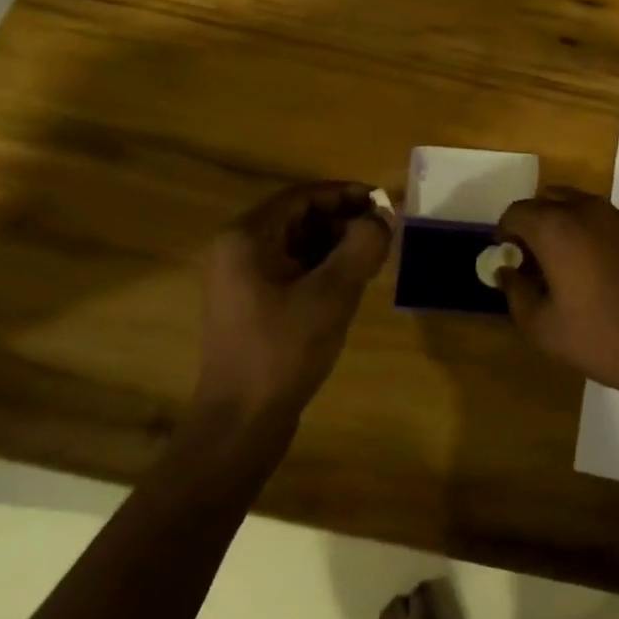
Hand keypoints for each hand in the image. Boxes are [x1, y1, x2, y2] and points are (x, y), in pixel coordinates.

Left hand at [196, 181, 393, 423]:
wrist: (241, 423)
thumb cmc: (283, 350)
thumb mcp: (332, 293)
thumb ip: (362, 246)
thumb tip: (382, 217)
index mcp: (246, 238)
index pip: (302, 196)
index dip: (345, 194)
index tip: (382, 203)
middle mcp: (236, 250)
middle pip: (298, 218)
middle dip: (343, 220)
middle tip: (382, 233)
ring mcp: (240, 280)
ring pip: (296, 245)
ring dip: (335, 245)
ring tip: (372, 257)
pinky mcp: (250, 305)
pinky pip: (290, 270)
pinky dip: (321, 268)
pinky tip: (349, 284)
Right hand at [494, 188, 618, 399]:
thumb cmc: (601, 337)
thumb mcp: (542, 327)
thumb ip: (516, 293)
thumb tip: (506, 271)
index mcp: (556, 227)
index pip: (517, 211)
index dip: (504, 232)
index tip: (506, 257)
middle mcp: (587, 210)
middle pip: (547, 199)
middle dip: (533, 222)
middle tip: (531, 258)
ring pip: (577, 205)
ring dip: (561, 223)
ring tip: (561, 264)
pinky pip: (602, 219)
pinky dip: (588, 231)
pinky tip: (594, 269)